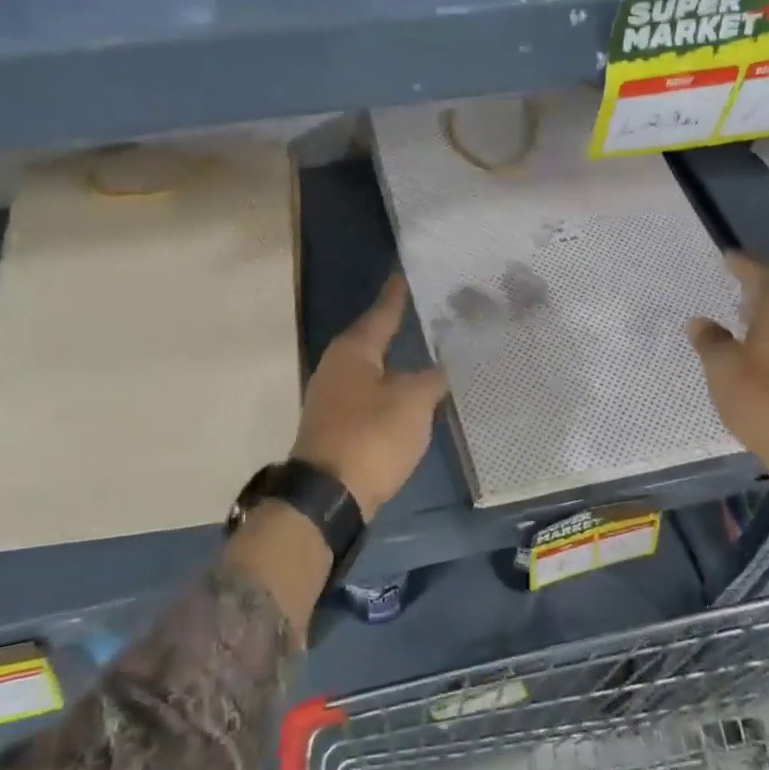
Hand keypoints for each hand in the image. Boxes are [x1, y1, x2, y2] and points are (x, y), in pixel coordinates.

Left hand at [293, 273, 447, 518]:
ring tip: (424, 352)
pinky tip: (408, 395)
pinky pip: (369, 395)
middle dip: (398, 327)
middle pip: (373, 339)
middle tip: (427, 312)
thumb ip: (431, 379)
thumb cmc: (371, 436)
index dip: (396, 295)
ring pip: (371, 369)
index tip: (404, 273)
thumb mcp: (412, 402)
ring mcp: (333, 398)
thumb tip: (439, 369)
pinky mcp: (337, 425)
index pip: (382, 312)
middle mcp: (337, 367)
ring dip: (395, 362)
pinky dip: (389, 390)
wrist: (329, 496)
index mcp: (353, 350)